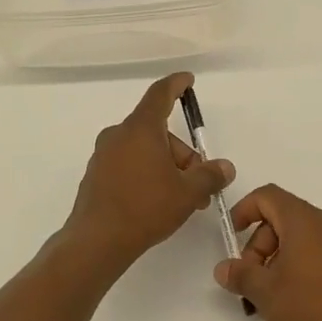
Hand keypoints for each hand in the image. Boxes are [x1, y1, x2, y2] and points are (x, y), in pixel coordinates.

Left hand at [63, 72, 234, 270]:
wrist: (96, 241)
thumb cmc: (145, 207)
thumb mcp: (187, 193)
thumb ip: (210, 175)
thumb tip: (225, 168)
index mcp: (141, 129)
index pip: (160, 94)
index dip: (176, 85)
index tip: (187, 79)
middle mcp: (119, 135)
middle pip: (158, 132)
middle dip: (183, 154)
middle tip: (200, 182)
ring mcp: (104, 155)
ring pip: (144, 151)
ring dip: (167, 168)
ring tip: (184, 200)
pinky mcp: (96, 176)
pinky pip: (129, 165)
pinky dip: (147, 175)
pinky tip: (158, 203)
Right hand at [216, 184, 321, 320]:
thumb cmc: (315, 307)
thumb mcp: (267, 293)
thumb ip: (241, 275)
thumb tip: (224, 268)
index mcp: (304, 219)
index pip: (267, 196)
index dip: (244, 211)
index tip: (232, 237)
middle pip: (281, 218)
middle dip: (259, 246)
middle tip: (252, 282)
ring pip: (299, 236)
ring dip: (277, 259)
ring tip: (271, 297)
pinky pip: (317, 250)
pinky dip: (299, 265)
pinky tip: (295, 299)